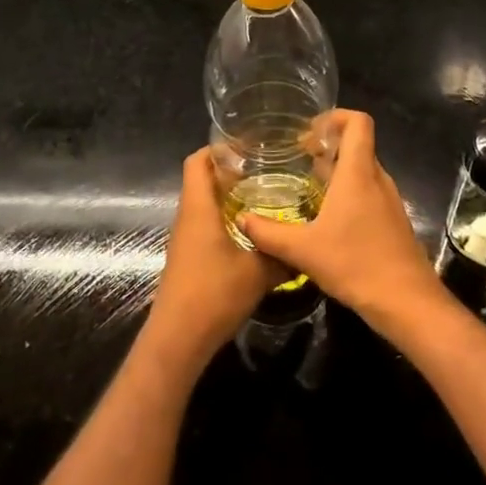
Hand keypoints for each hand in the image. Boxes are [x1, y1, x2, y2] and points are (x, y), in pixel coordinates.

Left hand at [147, 149, 277, 368]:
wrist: (179, 338)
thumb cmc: (213, 294)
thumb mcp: (258, 272)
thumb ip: (282, 255)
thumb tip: (306, 246)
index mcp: (198, 208)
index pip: (198, 161)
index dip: (218, 148)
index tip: (248, 146)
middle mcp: (188, 216)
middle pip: (202, 179)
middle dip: (231, 171)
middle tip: (267, 170)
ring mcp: (185, 238)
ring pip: (205, 204)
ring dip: (230, 197)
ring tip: (266, 196)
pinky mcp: (189, 257)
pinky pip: (206, 224)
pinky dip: (226, 219)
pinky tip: (253, 232)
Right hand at [238, 110, 445, 335]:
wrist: (407, 302)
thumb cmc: (356, 265)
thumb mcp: (303, 250)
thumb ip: (268, 233)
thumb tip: (241, 220)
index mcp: (358, 173)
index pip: (358, 122)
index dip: (335, 117)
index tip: (308, 132)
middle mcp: (377, 179)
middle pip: (358, 145)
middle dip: (329, 145)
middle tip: (298, 158)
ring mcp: (389, 201)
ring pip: (363, 170)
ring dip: (338, 170)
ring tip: (308, 186)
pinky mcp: (393, 221)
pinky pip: (369, 192)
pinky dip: (349, 192)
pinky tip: (327, 218)